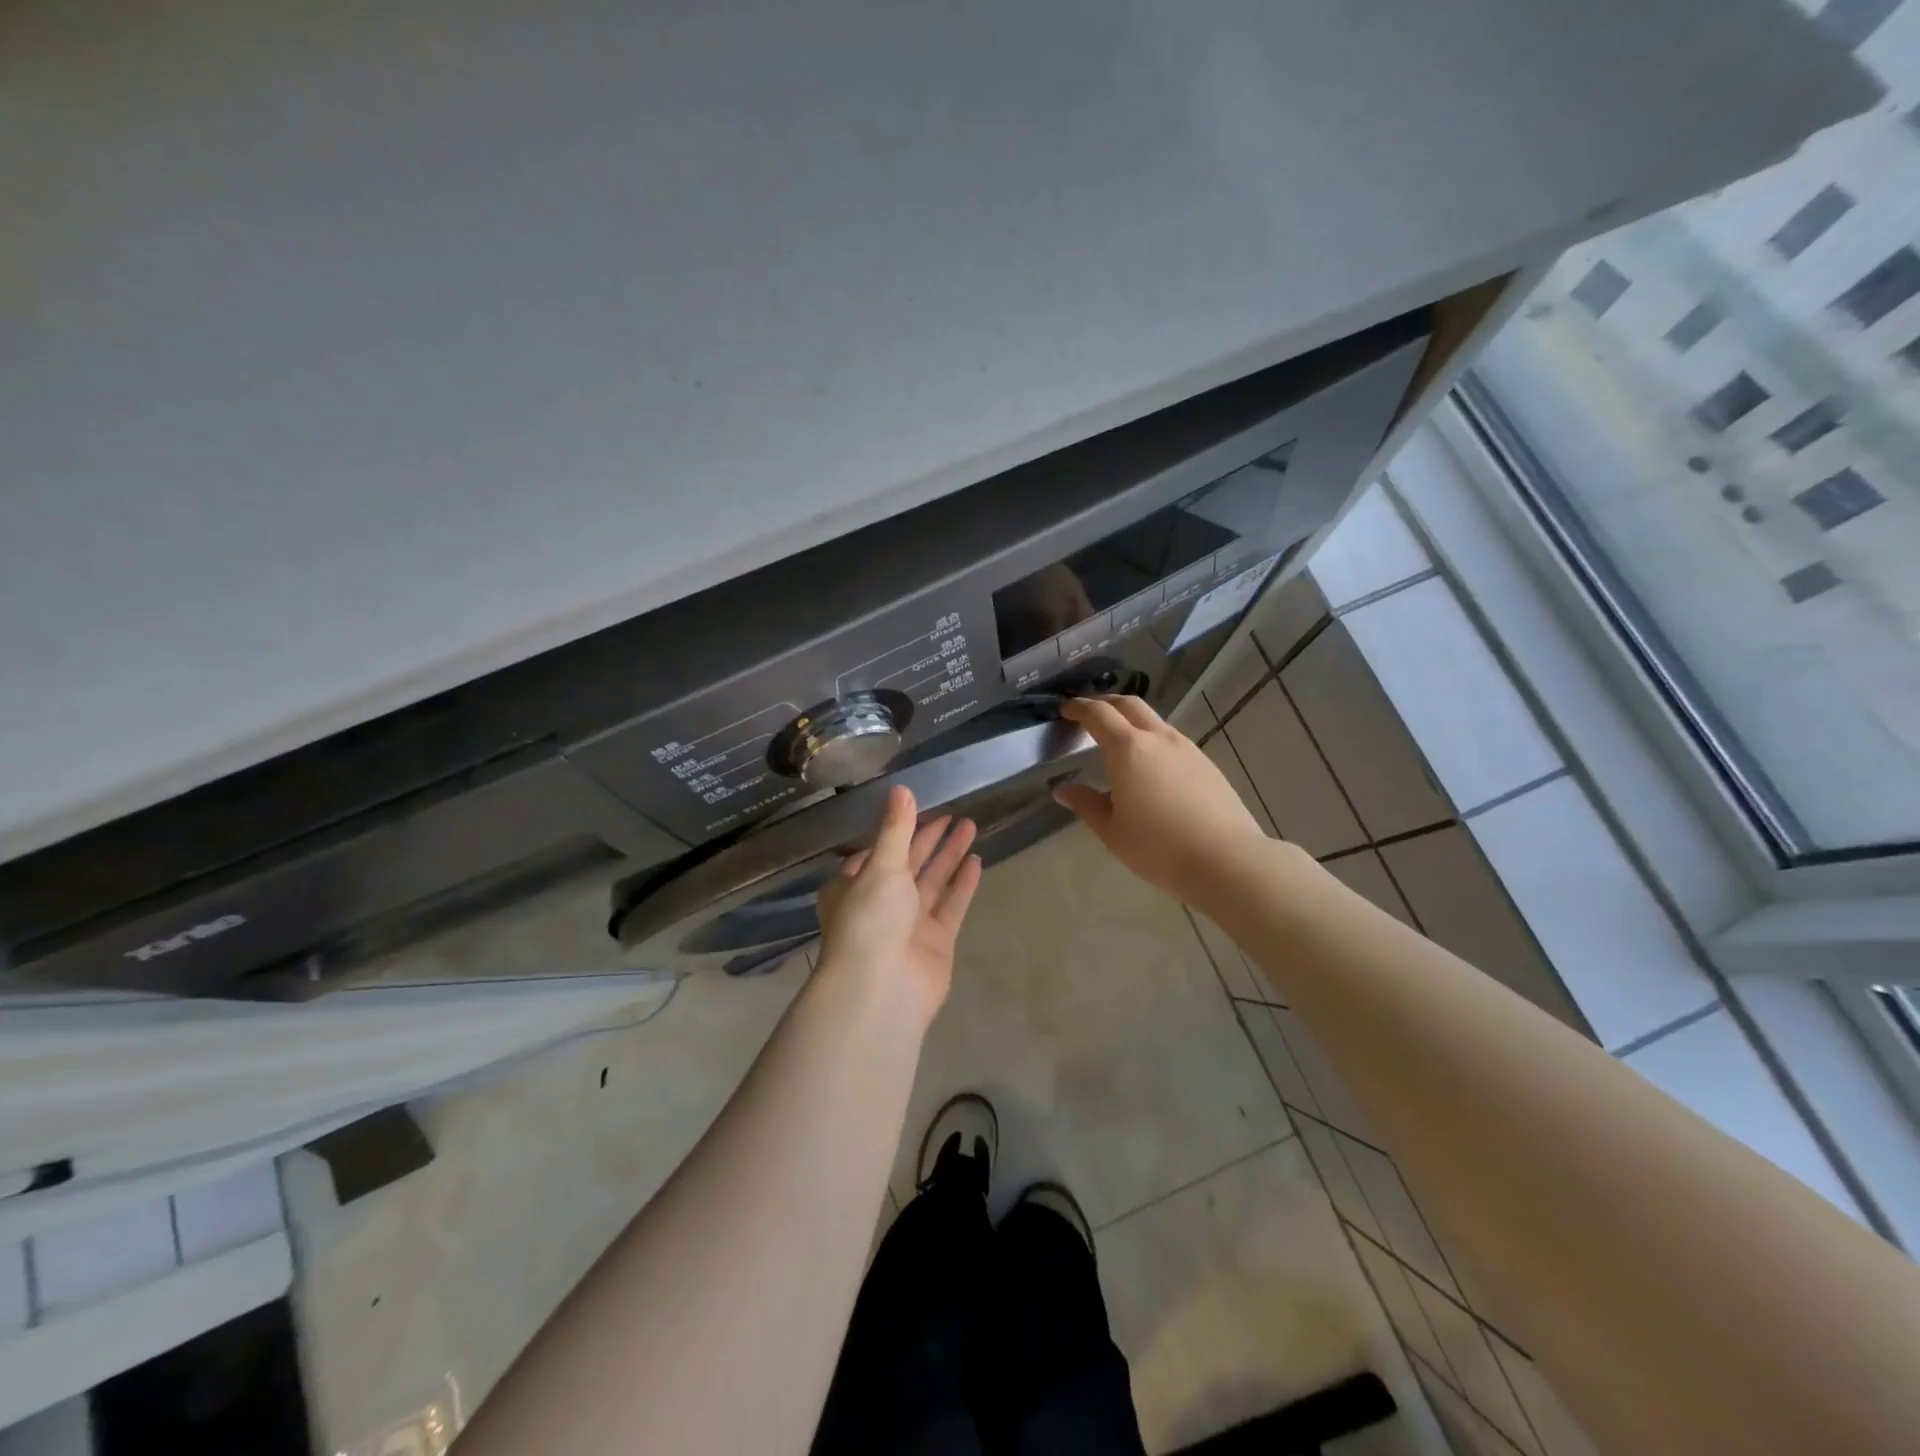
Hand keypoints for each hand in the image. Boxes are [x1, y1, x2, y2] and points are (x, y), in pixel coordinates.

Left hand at [815, 784, 981, 1028]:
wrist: (881, 989)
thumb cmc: (871, 919)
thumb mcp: (880, 866)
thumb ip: (896, 829)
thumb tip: (901, 789)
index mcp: (854, 884)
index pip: (878, 849)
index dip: (900, 828)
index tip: (923, 805)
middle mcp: (880, 902)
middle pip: (909, 862)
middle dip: (930, 838)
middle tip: (955, 812)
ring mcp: (909, 923)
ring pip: (932, 881)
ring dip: (950, 855)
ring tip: (972, 825)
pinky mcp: (935, 941)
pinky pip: (950, 905)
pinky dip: (962, 884)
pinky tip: (976, 861)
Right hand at [1052, 696, 1269, 904]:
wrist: (1226, 860)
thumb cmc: (1159, 847)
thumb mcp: (1112, 831)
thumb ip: (1086, 804)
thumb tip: (1063, 790)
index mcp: (1128, 749)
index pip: (1098, 715)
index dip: (1078, 708)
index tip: (1064, 709)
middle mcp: (1158, 738)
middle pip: (1128, 705)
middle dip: (1105, 703)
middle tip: (1088, 714)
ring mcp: (1186, 748)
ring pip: (1153, 721)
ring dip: (1131, 720)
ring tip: (1117, 740)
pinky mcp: (1206, 763)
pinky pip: (1171, 740)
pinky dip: (1151, 739)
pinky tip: (1149, 766)